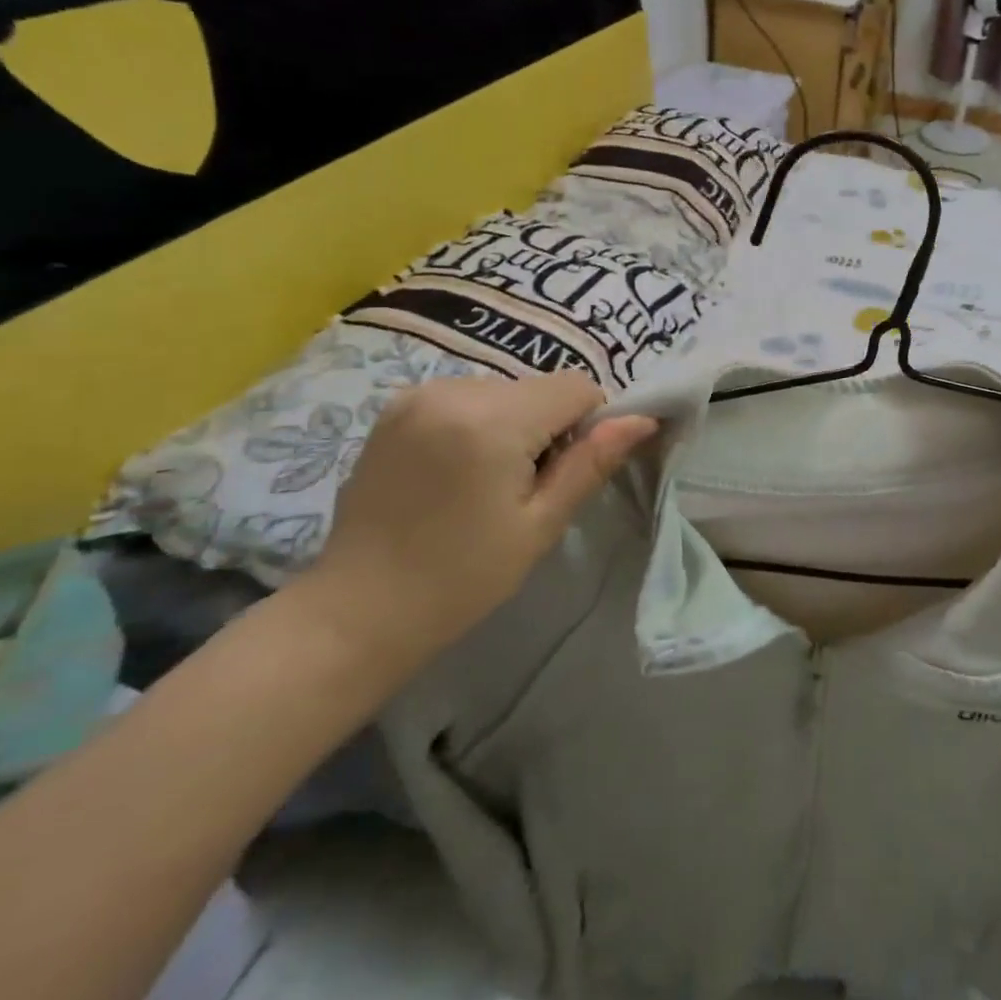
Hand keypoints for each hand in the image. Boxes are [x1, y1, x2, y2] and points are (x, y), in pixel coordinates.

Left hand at [294, 371, 656, 674]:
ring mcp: (418, 394)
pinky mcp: (397, 407)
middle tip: (524, 488)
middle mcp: (454, 390)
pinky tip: (457, 472)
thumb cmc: (461, 578)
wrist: (356, 612)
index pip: (577, 387)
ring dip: (515, 423)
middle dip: (549, 426)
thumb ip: (592, 462)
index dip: (588, 425)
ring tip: (485, 483)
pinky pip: (469, 396)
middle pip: (540, 387)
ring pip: (507, 390)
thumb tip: (644, 419)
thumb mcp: (540, 524)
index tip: (564, 474)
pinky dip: (481, 422)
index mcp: (492, 420)